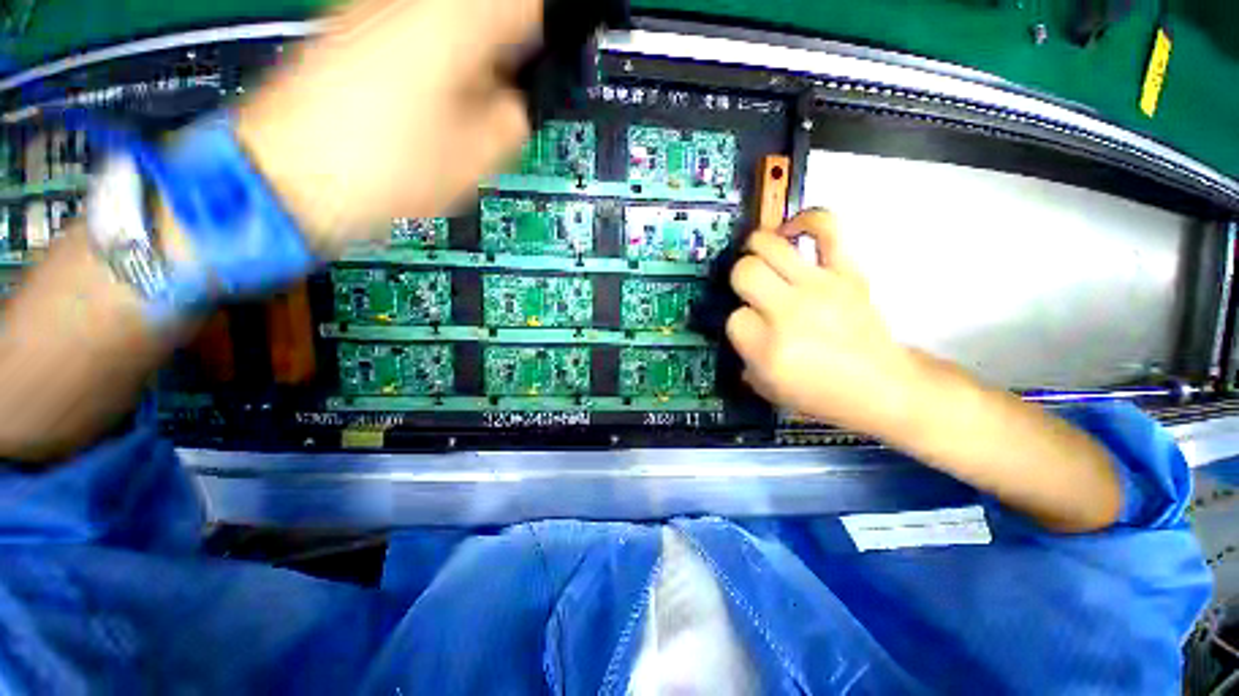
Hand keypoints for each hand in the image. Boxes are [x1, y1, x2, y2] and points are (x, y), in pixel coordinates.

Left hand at [234, 0, 541, 253]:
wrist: (289, 175)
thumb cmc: (387, 169)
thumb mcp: (477, 158)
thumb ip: (512, 121)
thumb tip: (512, 102)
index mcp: (455, 25)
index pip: (524, 8)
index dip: (539, 38)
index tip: (536, 71)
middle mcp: (411, 1)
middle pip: (482, 10)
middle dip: (499, 52)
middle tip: (497, 97)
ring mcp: (370, 8)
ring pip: (445, 21)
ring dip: (465, 57)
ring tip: (455, 108)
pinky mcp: (346, 28)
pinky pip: (409, 30)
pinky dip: (430, 59)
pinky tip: (419, 102)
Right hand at [726, 210, 920, 436]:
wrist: (884, 388)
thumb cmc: (821, 395)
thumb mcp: (766, 388)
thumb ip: (743, 356)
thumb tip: (738, 325)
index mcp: (767, 348)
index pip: (733, 317)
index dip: (737, 322)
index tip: (749, 330)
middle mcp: (788, 312)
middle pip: (745, 272)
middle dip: (739, 279)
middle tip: (750, 290)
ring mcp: (819, 287)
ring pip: (769, 247)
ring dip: (755, 248)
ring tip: (758, 257)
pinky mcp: (847, 272)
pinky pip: (825, 228)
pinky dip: (804, 221)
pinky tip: (790, 232)